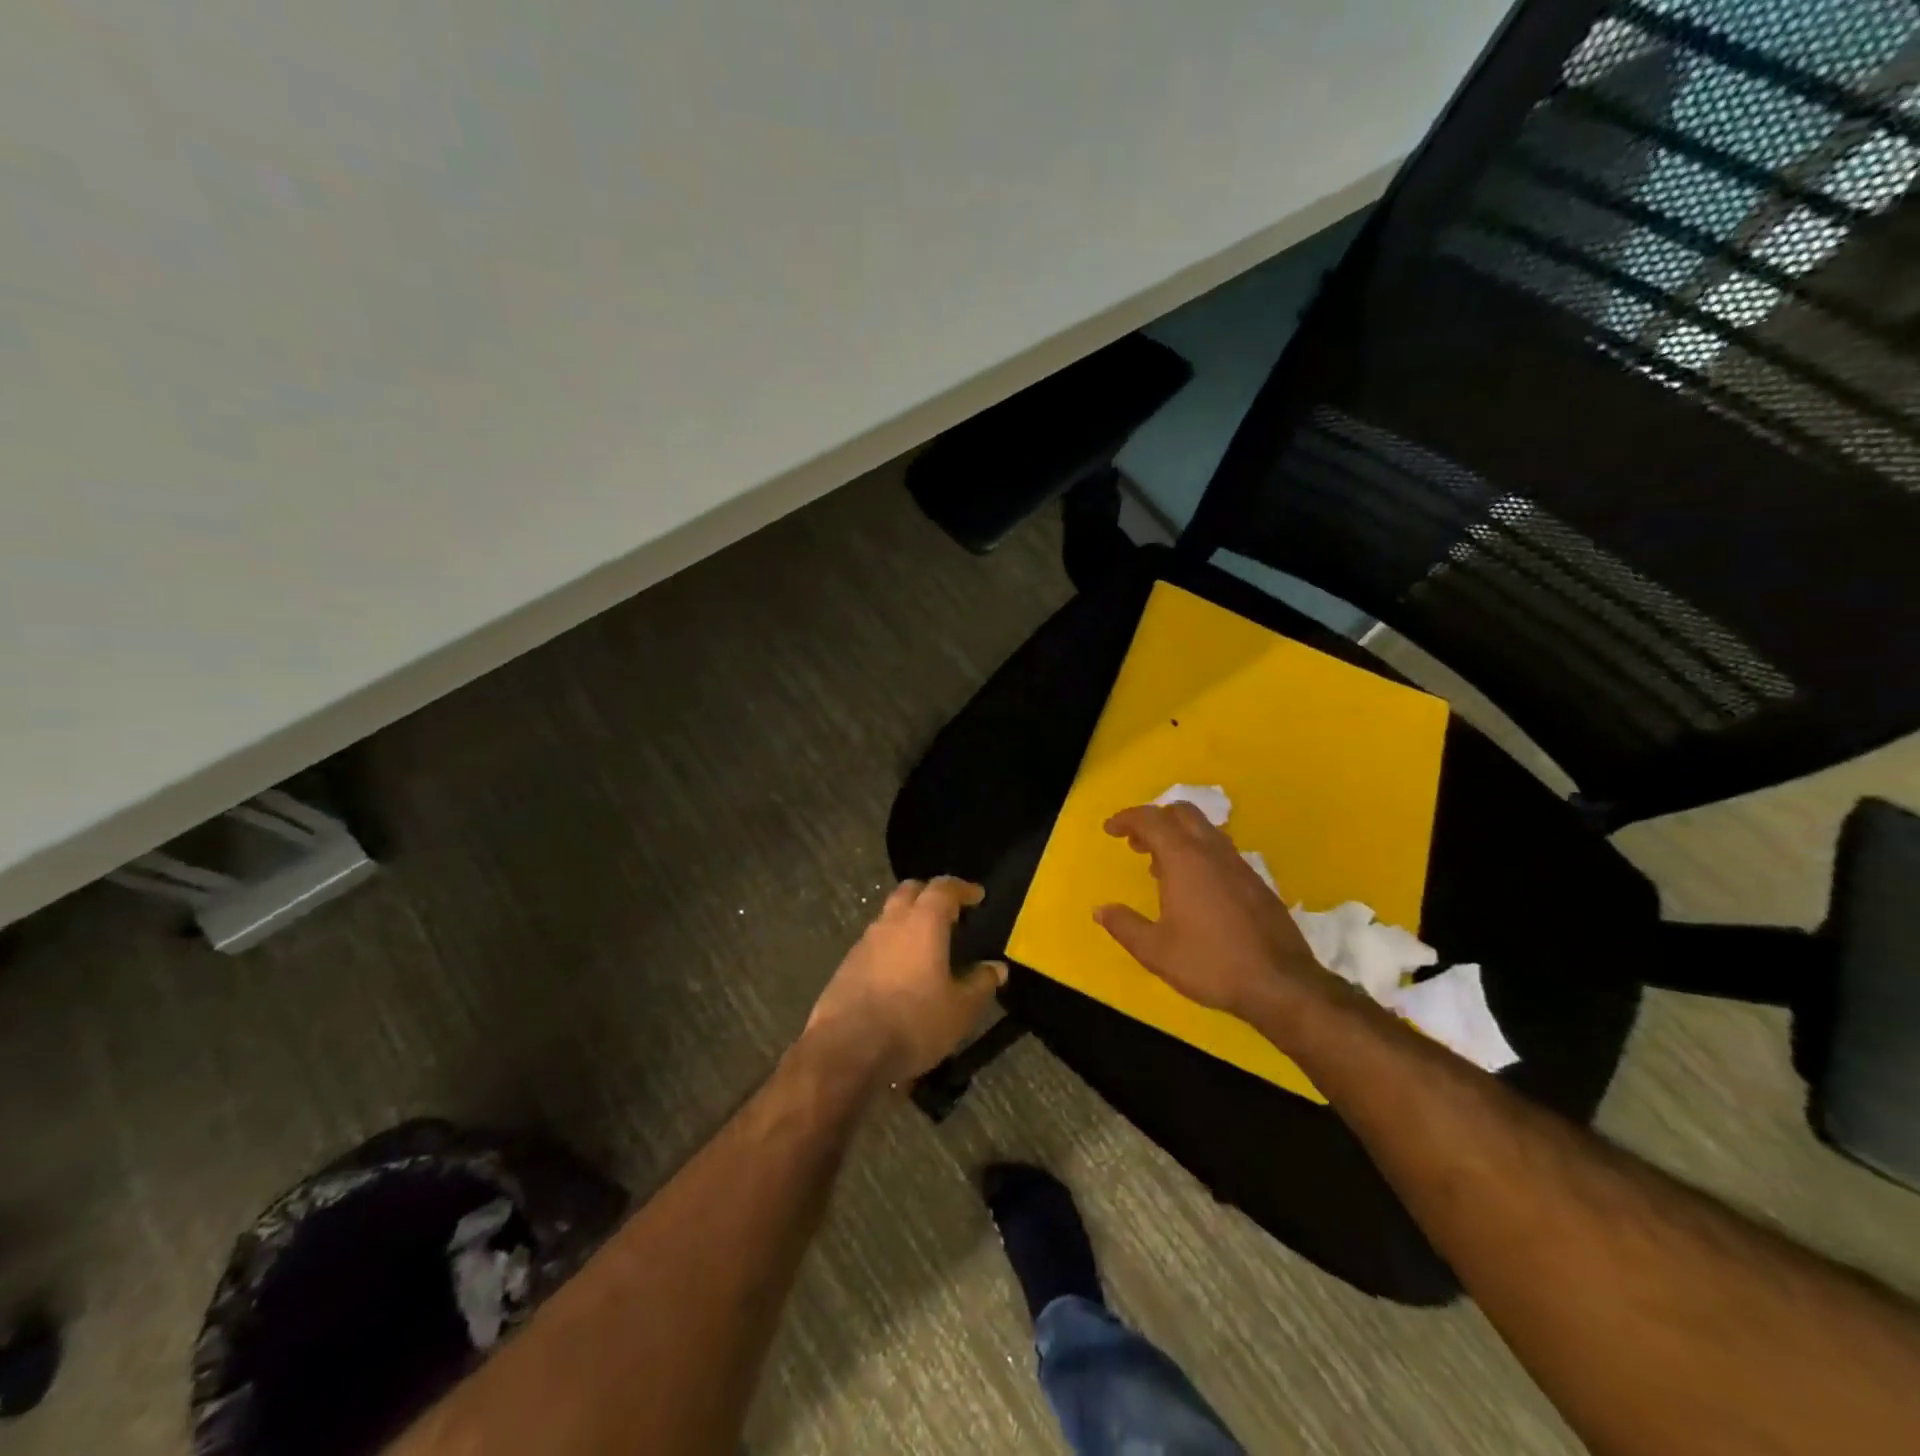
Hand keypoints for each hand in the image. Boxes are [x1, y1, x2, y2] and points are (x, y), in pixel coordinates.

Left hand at [803, 877, 1006, 1089]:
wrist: (845, 1050)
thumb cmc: (912, 1022)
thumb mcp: (960, 1010)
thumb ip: (981, 984)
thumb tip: (996, 967)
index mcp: (922, 923)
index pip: (943, 888)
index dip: (962, 889)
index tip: (977, 896)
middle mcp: (891, 922)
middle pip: (910, 891)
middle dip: (931, 894)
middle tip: (950, 912)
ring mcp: (865, 942)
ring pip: (889, 916)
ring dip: (909, 920)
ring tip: (928, 943)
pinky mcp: (847, 965)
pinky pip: (875, 942)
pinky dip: (892, 945)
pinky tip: (902, 970)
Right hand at [1095, 803, 1329, 1018]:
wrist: (1281, 984)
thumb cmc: (1210, 963)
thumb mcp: (1155, 951)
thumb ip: (1124, 926)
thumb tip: (1101, 910)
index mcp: (1185, 860)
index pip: (1151, 820)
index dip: (1127, 818)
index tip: (1110, 829)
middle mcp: (1213, 852)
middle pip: (1182, 813)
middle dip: (1155, 819)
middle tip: (1135, 843)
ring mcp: (1239, 866)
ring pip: (1205, 831)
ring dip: (1178, 837)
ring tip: (1159, 867)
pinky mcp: (1257, 883)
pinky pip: (1221, 852)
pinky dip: (1199, 854)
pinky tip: (1193, 889)